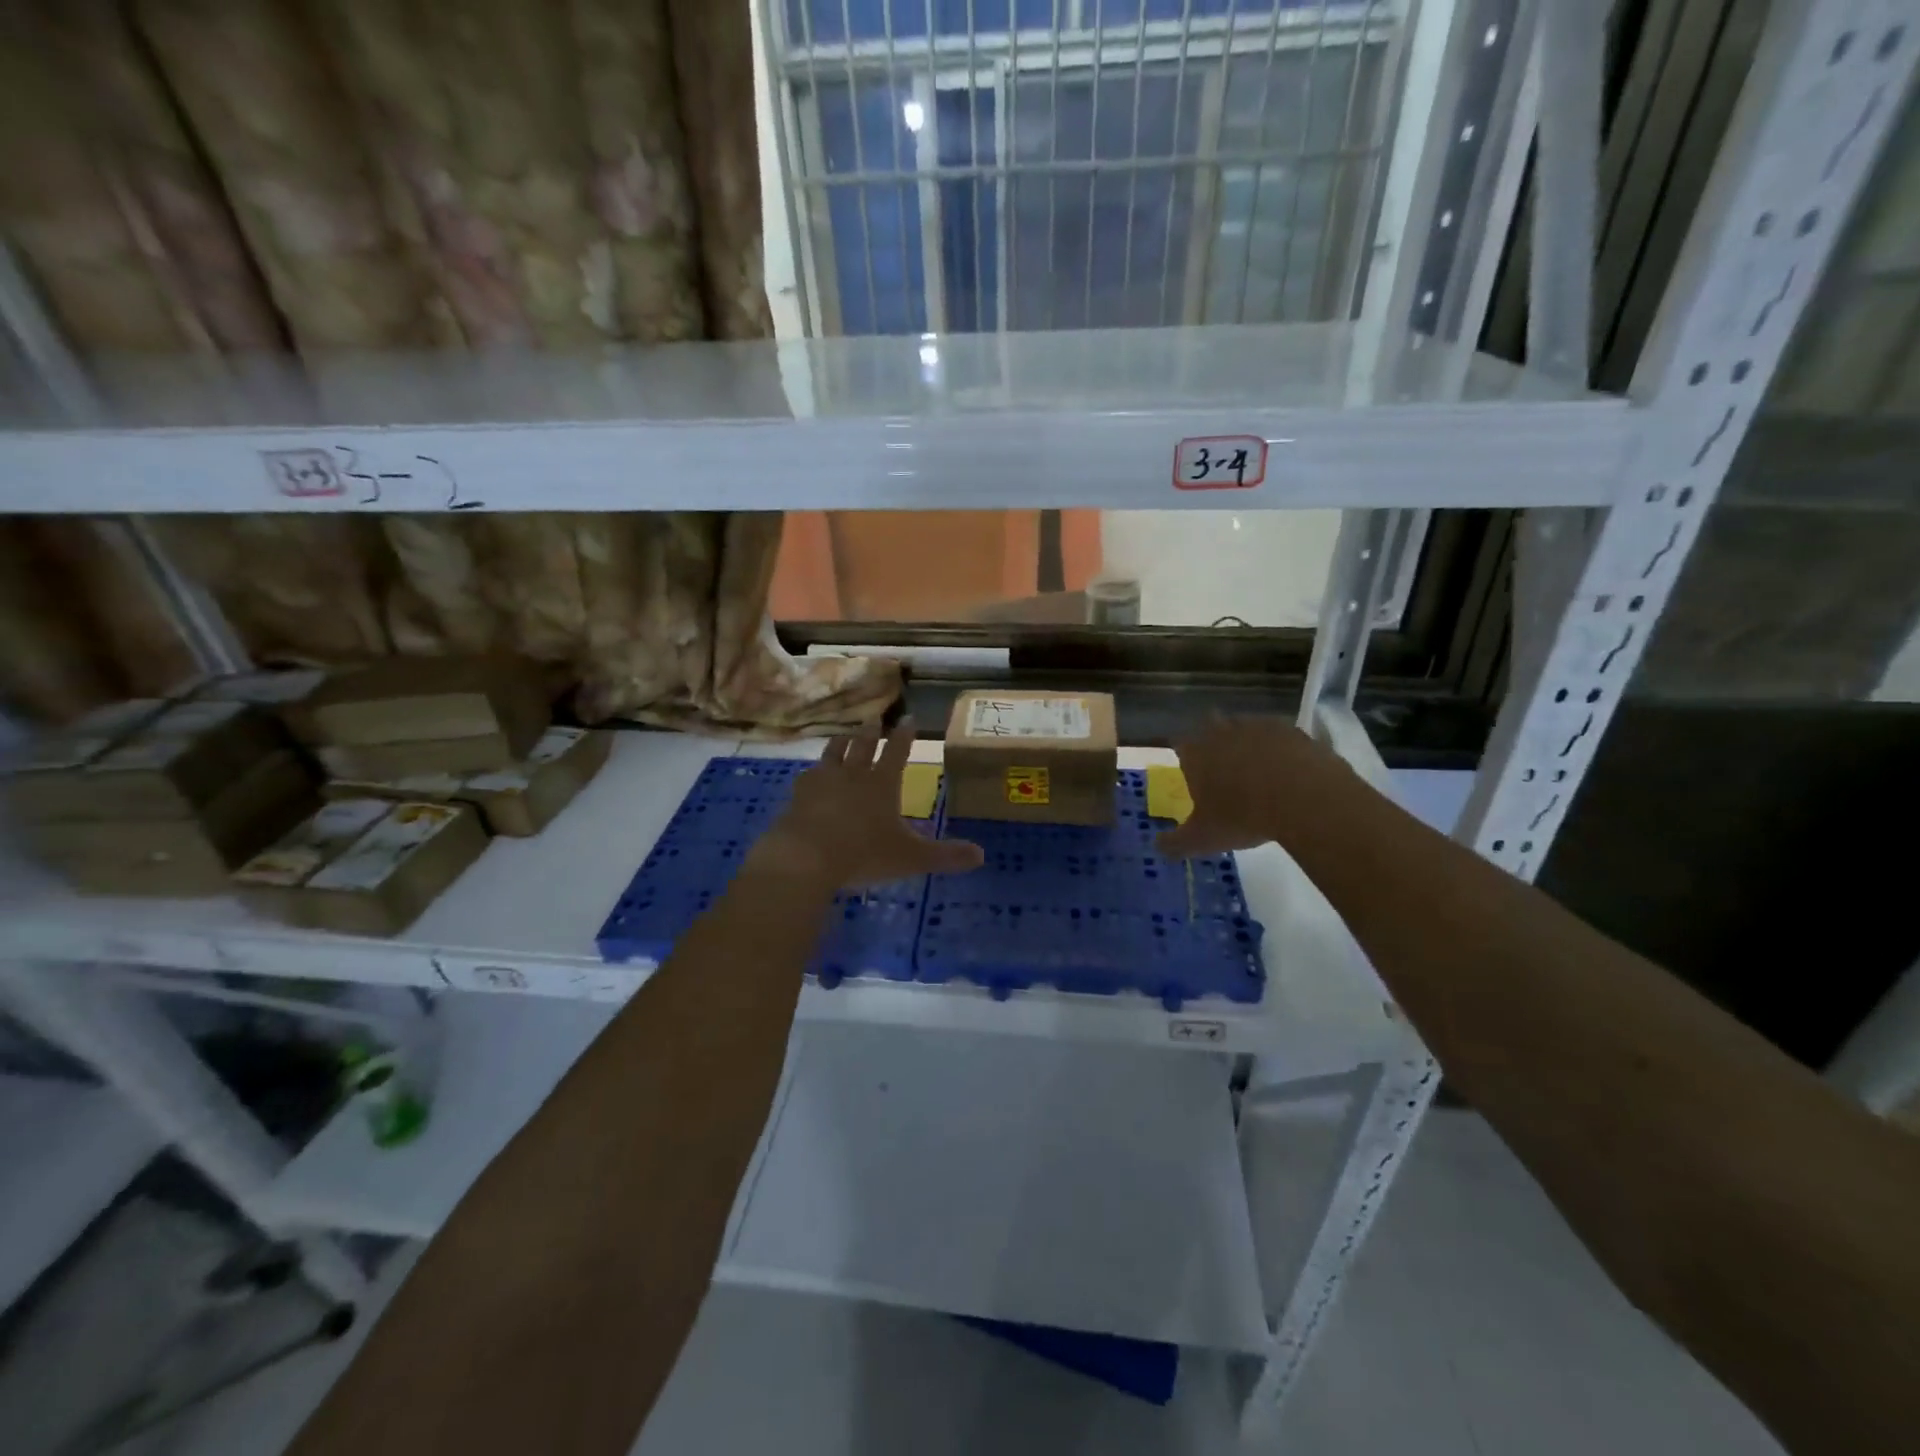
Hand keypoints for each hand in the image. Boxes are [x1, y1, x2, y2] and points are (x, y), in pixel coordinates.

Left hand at [749, 721, 984, 889]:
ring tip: (843, 736)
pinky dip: (813, 773)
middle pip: (862, 746)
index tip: (909, 718)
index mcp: (882, 783)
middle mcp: (852, 775)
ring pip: (832, 754)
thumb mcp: (910, 858)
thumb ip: (945, 856)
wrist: (805, 859)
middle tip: (873, 719)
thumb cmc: (863, 854)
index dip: (904, 735)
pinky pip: (806, 777)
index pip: (897, 752)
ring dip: (840, 743)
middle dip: (870, 732)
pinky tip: (809, 774)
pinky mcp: (797, 796)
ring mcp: (821, 783)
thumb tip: (981, 855)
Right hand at [1156, 714, 1346, 858]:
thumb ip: (1176, 843)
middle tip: (1224, 765)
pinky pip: (1280, 735)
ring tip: (1258, 767)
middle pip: (1211, 725)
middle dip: (1215, 740)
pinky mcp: (1292, 730)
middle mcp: (1223, 732)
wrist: (1304, 799)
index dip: (1185, 756)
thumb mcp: (1203, 839)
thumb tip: (1158, 847)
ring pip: (1246, 726)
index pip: (1180, 744)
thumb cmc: (1243, 816)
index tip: (1192, 771)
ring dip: (1248, 741)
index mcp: (1196, 754)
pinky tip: (1288, 769)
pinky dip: (1281, 748)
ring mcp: (1259, 727)